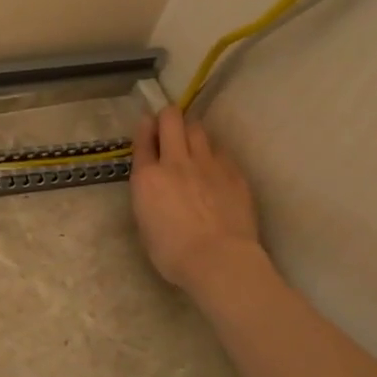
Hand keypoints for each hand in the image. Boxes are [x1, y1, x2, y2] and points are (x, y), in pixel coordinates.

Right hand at [130, 105, 263, 296]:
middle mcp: (176, 162)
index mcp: (147, 177)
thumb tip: (154, 186)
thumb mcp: (145, 223)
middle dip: (168, 117)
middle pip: (171, 120)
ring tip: (192, 145)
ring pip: (198, 129)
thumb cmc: (172, 253)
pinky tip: (215, 169)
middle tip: (168, 127)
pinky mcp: (234, 172)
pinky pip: (221, 152)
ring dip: (191, 132)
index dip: (144, 129)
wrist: (219, 259)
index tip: (146, 125)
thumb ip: (147, 196)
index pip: (142, 140)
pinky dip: (214, 155)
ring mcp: (208, 164)